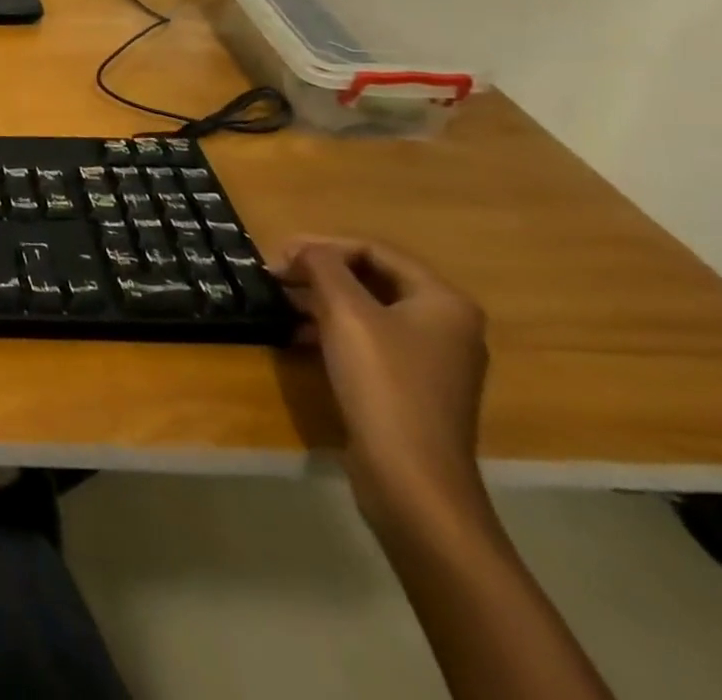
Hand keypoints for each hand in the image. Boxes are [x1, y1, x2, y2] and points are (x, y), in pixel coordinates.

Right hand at [274, 239, 489, 531]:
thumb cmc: (382, 382)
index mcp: (442, 301)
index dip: (323, 245)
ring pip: (367, 309)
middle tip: (275, 275)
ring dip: (320, 299)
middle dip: (320, 272)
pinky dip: (332, 329)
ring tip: (280, 302)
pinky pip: (368, 340)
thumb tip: (303, 249)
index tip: (278, 253)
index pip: (374, 250)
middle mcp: (446, 325)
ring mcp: (431, 359)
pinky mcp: (411, 386)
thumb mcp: (344, 311)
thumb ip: (322, 266)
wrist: (410, 477)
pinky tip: (298, 336)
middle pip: (372, 278)